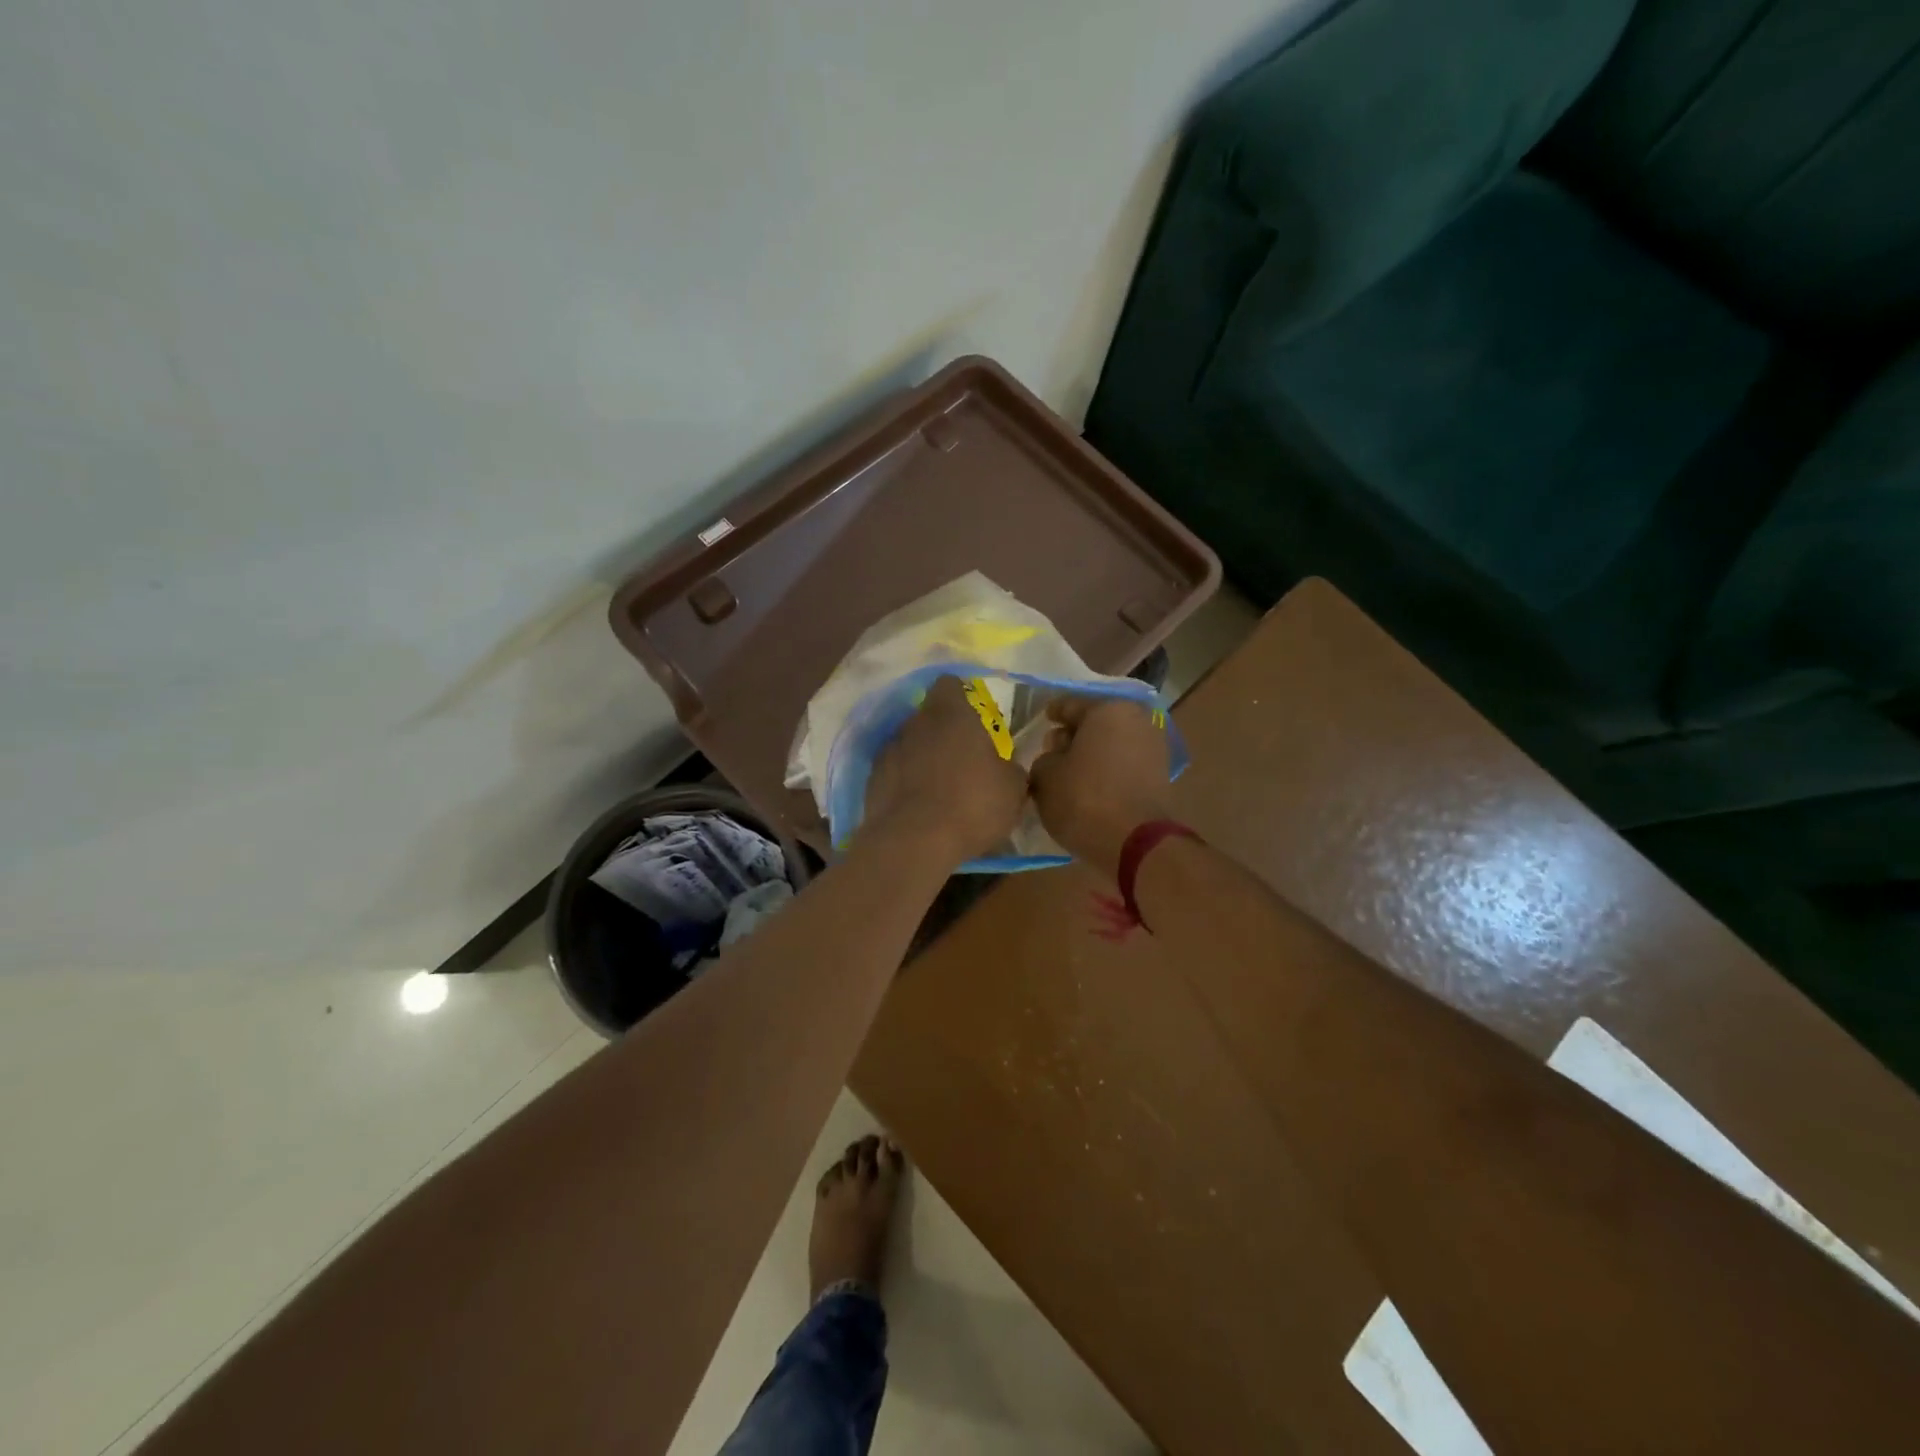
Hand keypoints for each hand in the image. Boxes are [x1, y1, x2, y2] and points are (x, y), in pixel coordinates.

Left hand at [862, 676, 1028, 866]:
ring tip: (939, 786)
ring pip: (909, 743)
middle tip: (963, 758)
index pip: (950, 684)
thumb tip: (1004, 766)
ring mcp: (889, 750)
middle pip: (929, 715)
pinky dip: (905, 781)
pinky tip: (919, 806)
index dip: (962, 697)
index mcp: (952, 714)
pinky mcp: (872, 779)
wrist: (913, 842)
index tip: (974, 718)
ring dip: (923, 757)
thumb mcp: (1012, 789)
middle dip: (943, 731)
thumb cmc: (972, 805)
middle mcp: (916, 723)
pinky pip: (894, 771)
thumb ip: (1009, 768)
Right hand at [1029, 697, 1172, 877]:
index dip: (1052, 713)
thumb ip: (1044, 759)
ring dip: (1091, 754)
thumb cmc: (1084, 799)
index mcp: (1107, 709)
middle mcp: (1137, 720)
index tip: (1041, 719)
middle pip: (1095, 723)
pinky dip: (1107, 770)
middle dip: (1073, 735)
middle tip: (1052, 751)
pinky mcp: (1161, 775)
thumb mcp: (1045, 777)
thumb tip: (1055, 759)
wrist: (1135, 843)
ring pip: (1111, 744)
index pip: (1070, 705)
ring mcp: (1154, 747)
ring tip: (1068, 773)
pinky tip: (1089, 786)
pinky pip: (1124, 764)